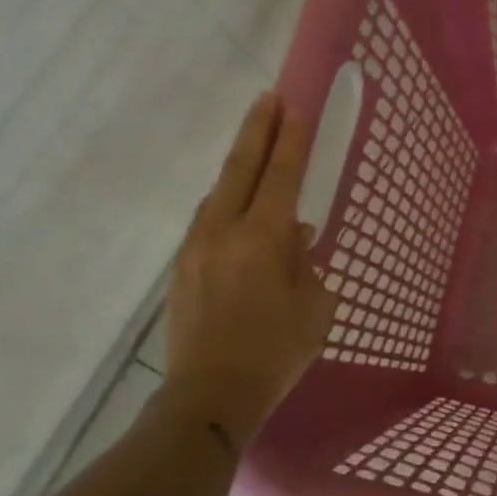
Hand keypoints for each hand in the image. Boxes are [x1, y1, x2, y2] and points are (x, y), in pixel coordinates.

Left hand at [161, 93, 337, 446]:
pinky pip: (209, 220)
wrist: (209, 396)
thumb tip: (293, 237)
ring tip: (257, 150)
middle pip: (240, 169)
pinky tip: (240, 210)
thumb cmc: (275, 353)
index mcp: (262, 239)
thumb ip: (306, 263)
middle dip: (257, 131)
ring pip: (219, 193)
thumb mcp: (314, 307)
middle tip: (268, 99)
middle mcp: (223, 232)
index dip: (291, 140)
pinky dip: (228, 202)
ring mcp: (196, 248)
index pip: (281, 176)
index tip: (295, 106)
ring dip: (240, 166)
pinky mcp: (182, 267)